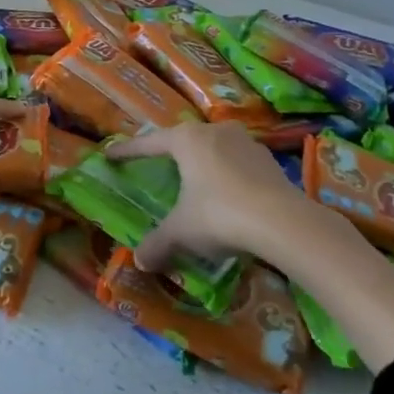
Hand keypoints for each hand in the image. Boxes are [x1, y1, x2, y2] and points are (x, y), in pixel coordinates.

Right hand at [107, 121, 316, 272]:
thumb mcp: (182, 231)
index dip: (128, 151)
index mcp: (187, 140)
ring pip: (215, 149)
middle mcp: (215, 132)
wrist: (282, 221)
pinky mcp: (269, 160)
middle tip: (158, 165)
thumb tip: (139, 261)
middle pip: (184, 140)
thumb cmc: (219, 215)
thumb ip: (158, 243)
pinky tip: (228, 195)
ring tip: (196, 181)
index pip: (149, 143)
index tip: (111, 154)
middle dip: (170, 153)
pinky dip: (228, 176)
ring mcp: (245, 143)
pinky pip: (238, 164)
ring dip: (203, 163)